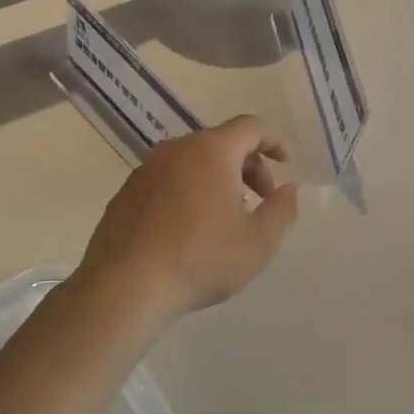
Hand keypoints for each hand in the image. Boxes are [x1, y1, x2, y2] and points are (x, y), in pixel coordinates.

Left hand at [75, 116, 300, 323]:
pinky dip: (187, 191)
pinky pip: (167, 180)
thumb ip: (282, 210)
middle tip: (259, 199)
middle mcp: (176, 149)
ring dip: (216, 178)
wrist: (125, 286)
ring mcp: (146, 169)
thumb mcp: (258, 242)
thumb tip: (289, 188)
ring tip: (225, 216)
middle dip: (247, 165)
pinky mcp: (126, 193)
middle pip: (221, 142)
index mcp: (212, 151)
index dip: (272, 142)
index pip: (250, 127)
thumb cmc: (200, 259)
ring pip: (192, 161)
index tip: (284, 164)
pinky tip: (189, 228)